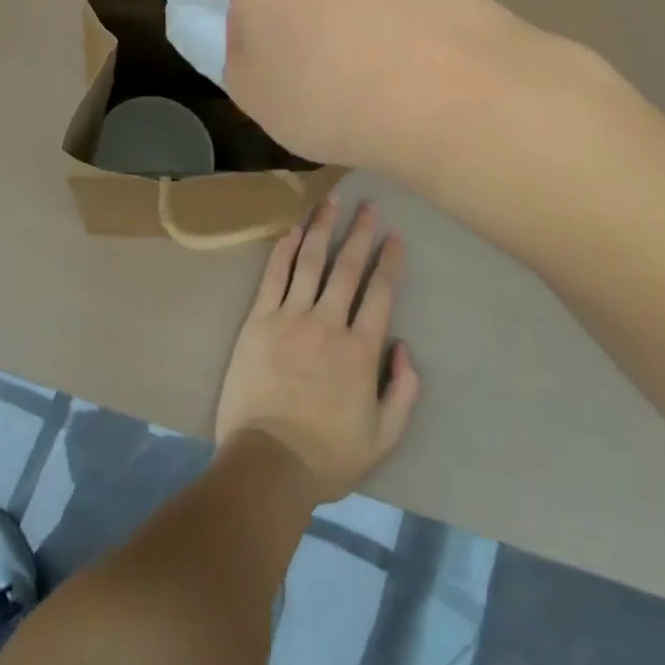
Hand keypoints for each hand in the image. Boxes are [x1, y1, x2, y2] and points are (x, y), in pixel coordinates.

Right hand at [212, 0, 587, 177]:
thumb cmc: (323, 83)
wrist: (455, 89)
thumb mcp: (246, 84)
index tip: (261, 45)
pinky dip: (385, 8)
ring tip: (362, 64)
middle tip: (305, 53)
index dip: (239, 6)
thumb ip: (238, 44)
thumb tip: (263, 28)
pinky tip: (401, 58)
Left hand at [214, 198, 419, 503]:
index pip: (380, 294)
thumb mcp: (383, 438)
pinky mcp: (260, 320)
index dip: (389, 262)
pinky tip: (294, 229)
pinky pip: (275, 276)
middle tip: (369, 205)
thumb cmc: (328, 455)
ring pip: (311, 262)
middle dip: (360, 233)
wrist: (268, 462)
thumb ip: (403, 391)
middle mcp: (328, 323)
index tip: (395, 237)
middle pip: (348, 267)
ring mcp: (291, 317)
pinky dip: (285, 250)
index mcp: (361, 351)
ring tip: (332, 201)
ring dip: (324, 228)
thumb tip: (405, 347)